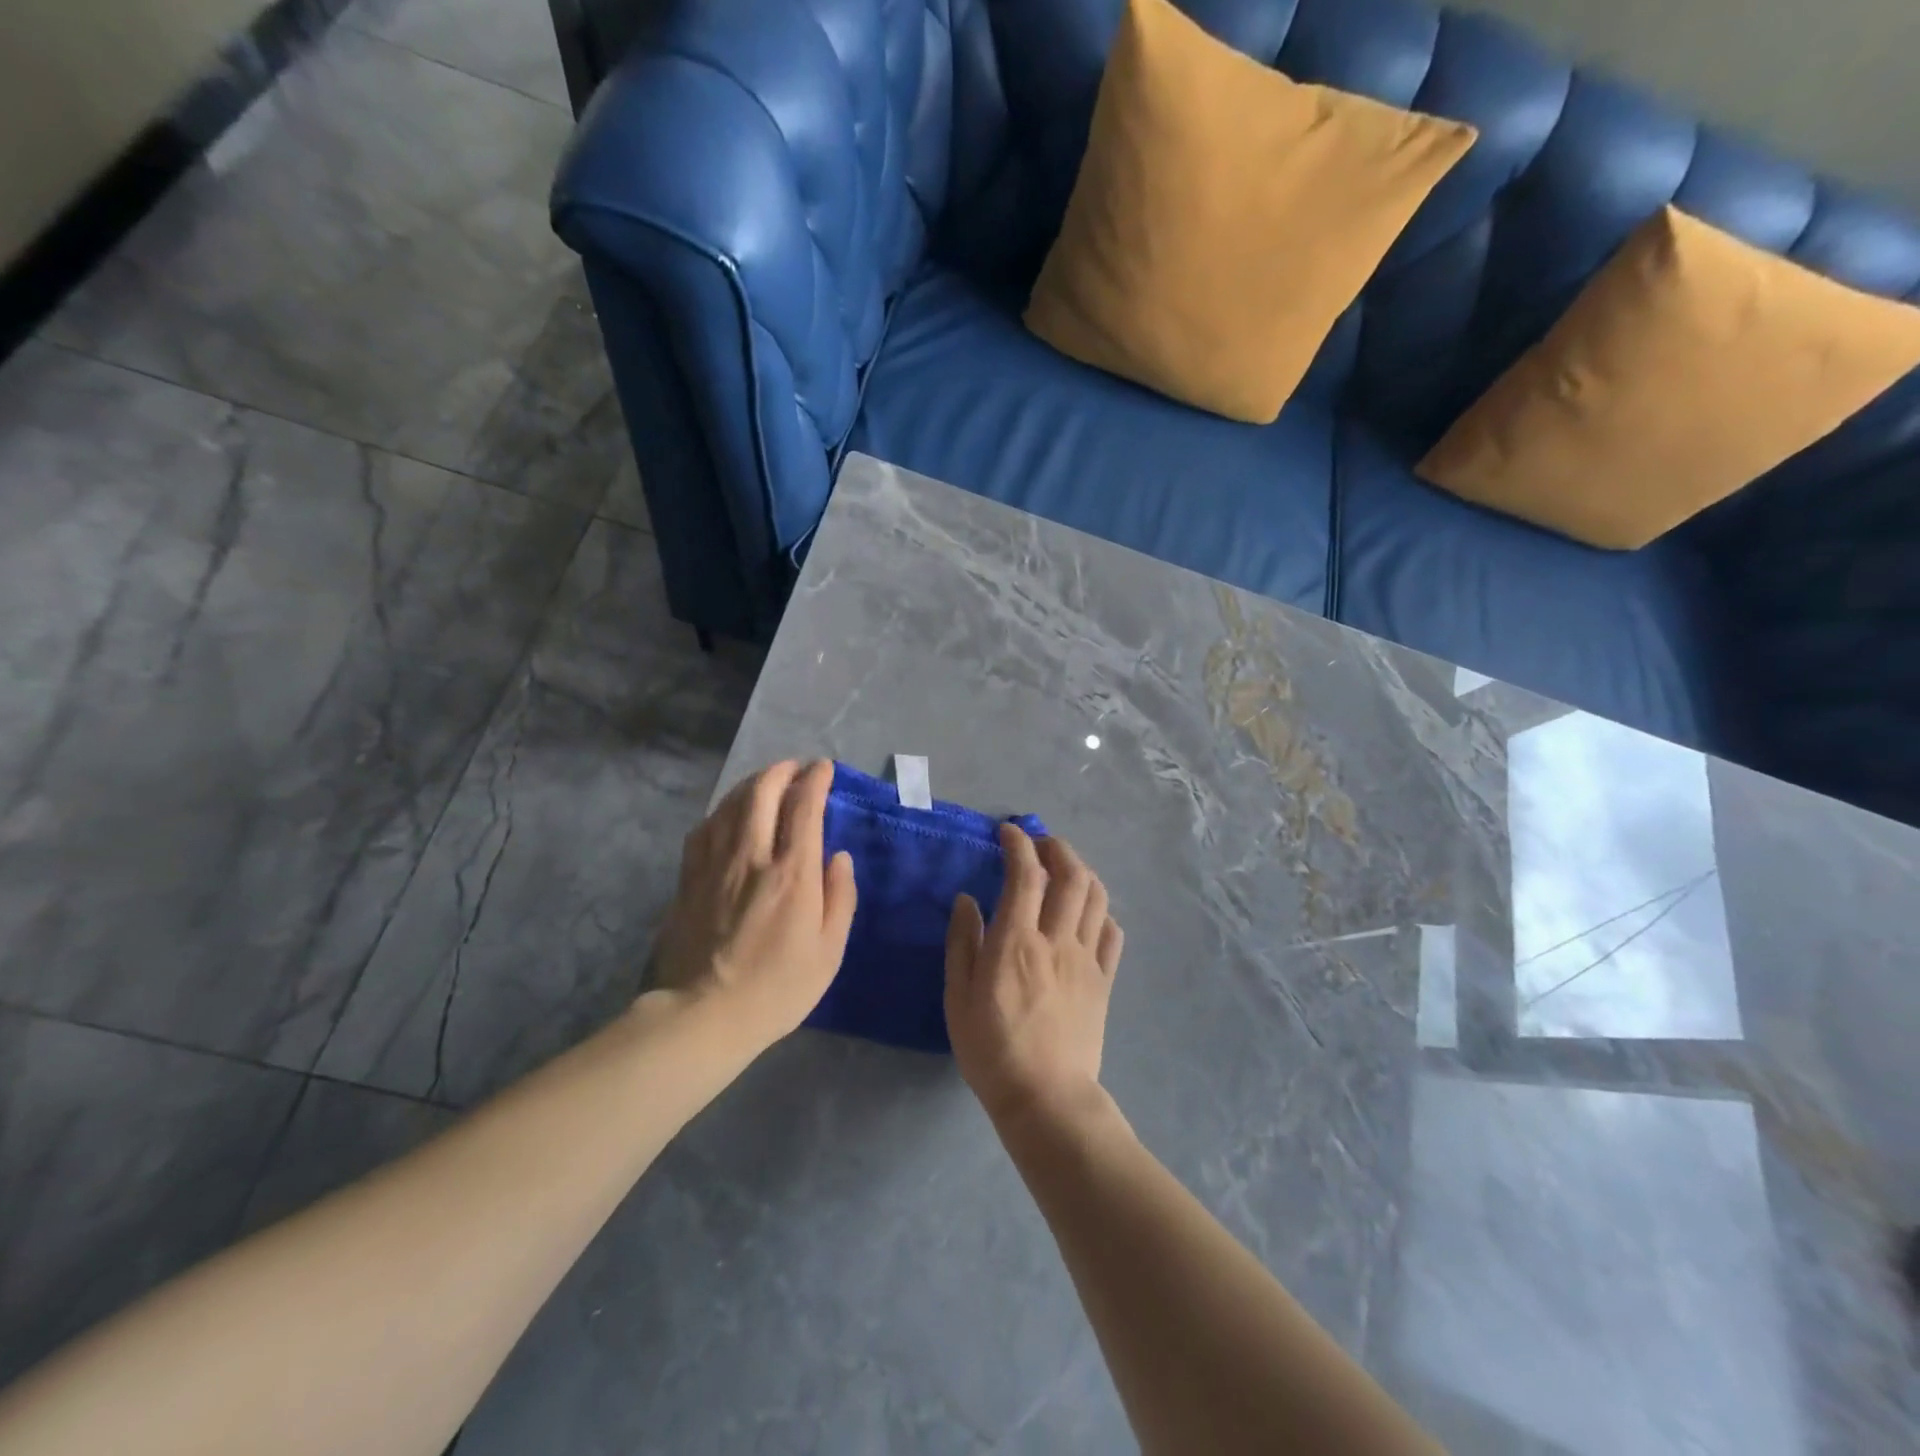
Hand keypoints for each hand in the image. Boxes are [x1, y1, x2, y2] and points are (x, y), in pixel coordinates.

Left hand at [652, 759, 857, 1048]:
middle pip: (762, 792)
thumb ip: (840, 897)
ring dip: (752, 784)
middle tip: (795, 768)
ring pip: (731, 804)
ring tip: (766, 781)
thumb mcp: (829, 951)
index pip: (804, 807)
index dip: (815, 780)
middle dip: (781, 771)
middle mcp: (751, 856)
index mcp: (792, 873)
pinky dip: (723, 810)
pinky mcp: (688, 878)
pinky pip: (705, 827)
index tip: (823, 768)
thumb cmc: (777, 988)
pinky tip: (729, 814)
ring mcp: (714, 864)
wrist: (703, 1015)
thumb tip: (839, 857)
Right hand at [944, 826, 1124, 1126]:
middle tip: (1041, 843)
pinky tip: (1088, 913)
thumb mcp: (959, 997)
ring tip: (1065, 868)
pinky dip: (1101, 910)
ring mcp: (1086, 959)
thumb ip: (963, 943)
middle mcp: (1056, 940)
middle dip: (1057, 847)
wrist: (1046, 1098)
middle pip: (1070, 875)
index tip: (1008, 832)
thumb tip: (968, 900)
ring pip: (1096, 897)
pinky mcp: (1104, 980)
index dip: (1018, 844)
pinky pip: (1112, 932)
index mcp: (1017, 941)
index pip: (1025, 873)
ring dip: (1082, 871)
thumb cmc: (991, 1049)